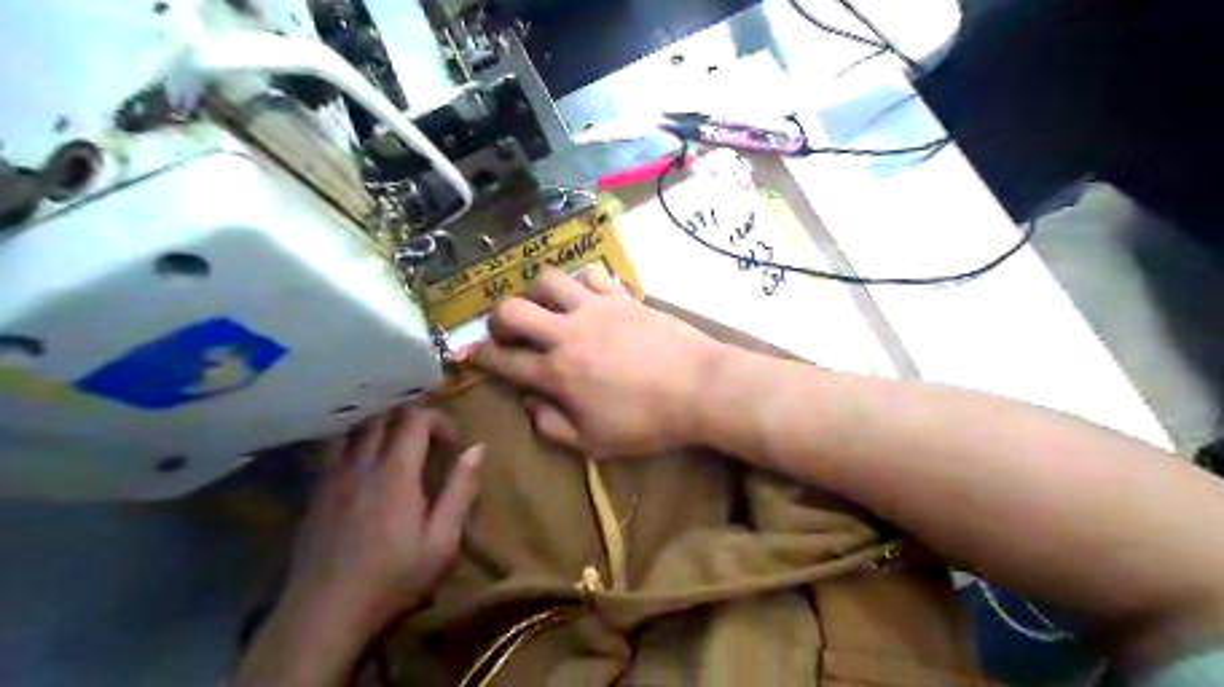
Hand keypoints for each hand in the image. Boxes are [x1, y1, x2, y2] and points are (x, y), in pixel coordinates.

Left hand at [282, 408, 483, 637]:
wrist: (324, 613)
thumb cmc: (392, 579)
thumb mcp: (441, 541)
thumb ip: (460, 490)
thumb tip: (478, 448)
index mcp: (396, 473)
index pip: (415, 419)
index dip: (439, 420)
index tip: (453, 444)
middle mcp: (362, 464)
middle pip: (383, 416)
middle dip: (411, 417)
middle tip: (430, 440)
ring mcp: (333, 477)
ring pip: (356, 428)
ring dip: (382, 426)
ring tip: (399, 446)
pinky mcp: (316, 492)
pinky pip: (336, 449)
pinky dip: (357, 443)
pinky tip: (367, 467)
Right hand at [470, 265, 717, 456]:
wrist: (698, 387)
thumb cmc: (647, 422)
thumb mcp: (595, 443)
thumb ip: (553, 427)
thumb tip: (528, 405)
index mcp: (557, 373)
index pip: (504, 361)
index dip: (482, 358)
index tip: (473, 355)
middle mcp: (567, 333)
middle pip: (512, 309)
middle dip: (498, 319)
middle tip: (507, 332)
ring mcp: (595, 308)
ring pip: (548, 279)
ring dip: (537, 292)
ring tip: (546, 307)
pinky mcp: (621, 296)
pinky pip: (591, 274)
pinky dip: (580, 282)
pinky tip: (585, 296)